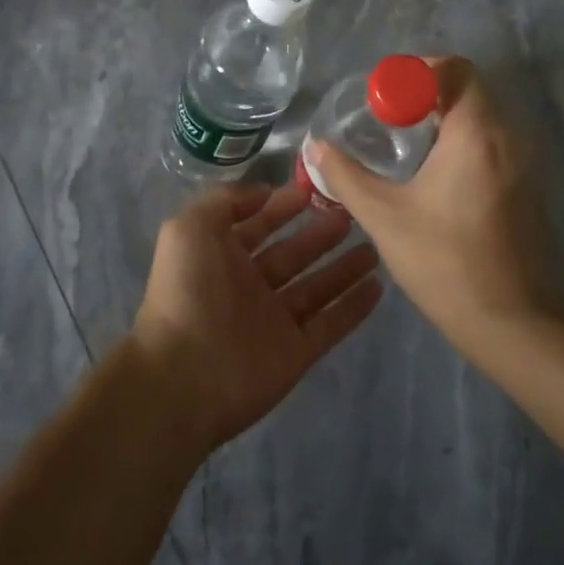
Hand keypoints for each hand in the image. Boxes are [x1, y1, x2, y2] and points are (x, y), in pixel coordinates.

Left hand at [128, 182, 383, 455]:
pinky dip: (353, 307)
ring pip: (316, 287)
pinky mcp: (295, 352)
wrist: (184, 376)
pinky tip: (378, 286)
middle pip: (293, 253)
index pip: (258, 224)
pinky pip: (330, 324)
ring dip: (343, 267)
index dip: (283, 206)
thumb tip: (263, 193)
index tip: (314, 188)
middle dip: (319, 234)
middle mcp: (249, 285)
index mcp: (221, 255)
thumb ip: (225, 201)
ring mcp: (274, 320)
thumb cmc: (187, 291)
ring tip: (374, 246)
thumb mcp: (190, 227)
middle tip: (353, 213)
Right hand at [305, 56, 549, 359]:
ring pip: (481, 115)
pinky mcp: (526, 186)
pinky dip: (461, 139)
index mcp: (476, 134)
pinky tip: (432, 172)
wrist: (512, 324)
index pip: (457, 69)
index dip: (418, 70)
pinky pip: (492, 141)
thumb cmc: (444, 262)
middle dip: (426, 92)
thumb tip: (316, 146)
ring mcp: (524, 163)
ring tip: (404, 141)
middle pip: (469, 88)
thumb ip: (345, 175)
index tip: (386, 95)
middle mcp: (508, 137)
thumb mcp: (383, 216)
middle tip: (387, 115)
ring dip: (443, 116)